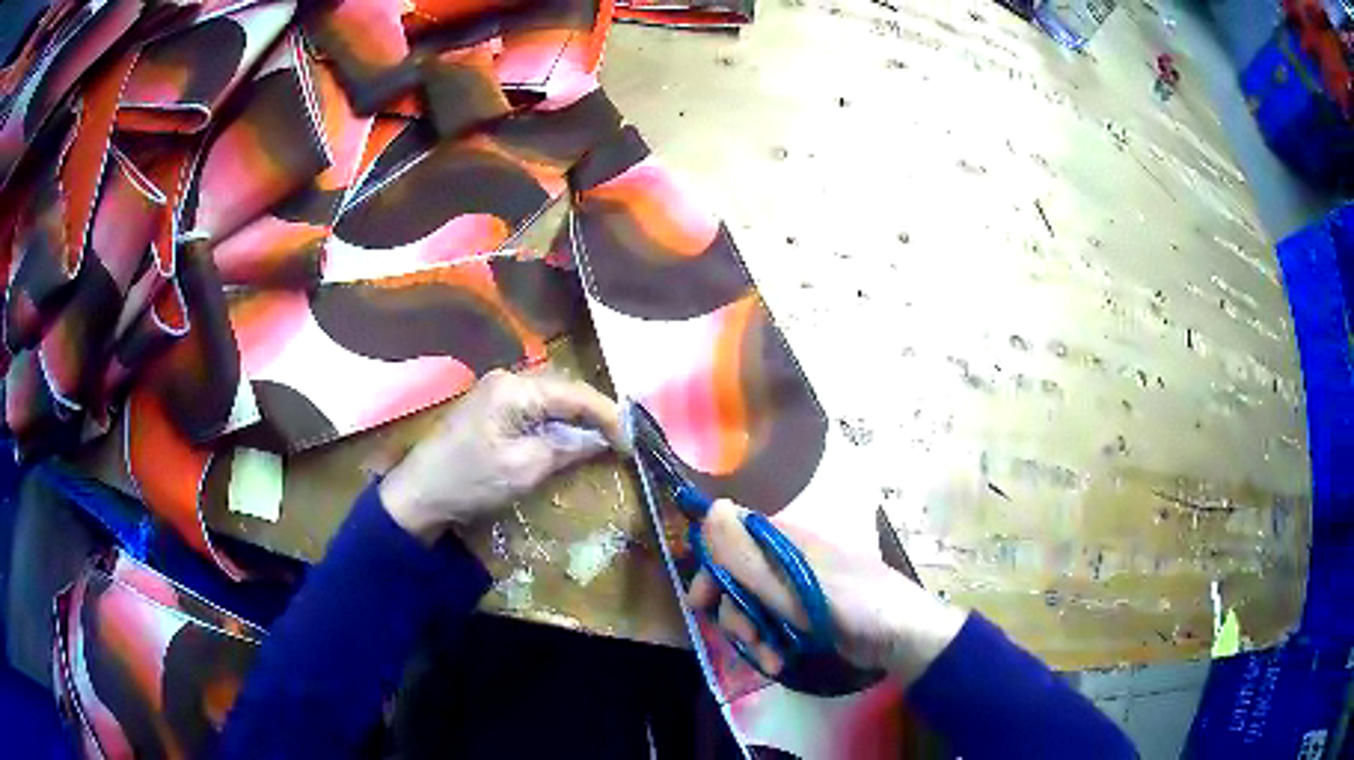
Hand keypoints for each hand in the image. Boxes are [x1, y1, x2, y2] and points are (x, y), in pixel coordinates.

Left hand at [379, 370, 624, 543]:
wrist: (419, 492)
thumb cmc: (470, 481)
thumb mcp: (524, 469)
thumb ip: (567, 447)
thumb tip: (602, 438)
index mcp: (515, 388)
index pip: (576, 393)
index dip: (608, 416)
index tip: (630, 443)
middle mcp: (508, 378)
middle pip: (565, 388)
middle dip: (595, 412)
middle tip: (619, 441)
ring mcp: (497, 389)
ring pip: (551, 395)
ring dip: (576, 415)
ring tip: (600, 439)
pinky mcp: (491, 404)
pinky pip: (534, 404)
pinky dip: (555, 419)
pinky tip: (567, 436)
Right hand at [688, 500, 966, 683]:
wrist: (902, 637)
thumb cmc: (854, 604)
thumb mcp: (796, 585)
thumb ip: (749, 556)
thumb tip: (712, 506)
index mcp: (784, 542)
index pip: (731, 540)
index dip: (711, 567)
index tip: (701, 601)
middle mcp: (784, 561)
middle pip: (735, 580)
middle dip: (733, 612)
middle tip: (741, 638)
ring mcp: (794, 591)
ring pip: (750, 608)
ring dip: (751, 636)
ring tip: (769, 659)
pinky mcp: (802, 618)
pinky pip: (769, 627)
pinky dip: (768, 645)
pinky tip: (778, 663)